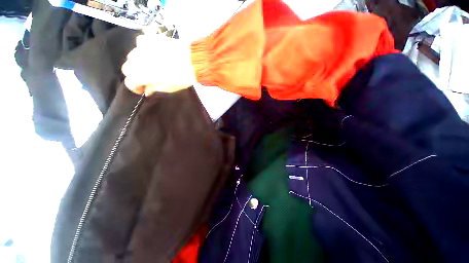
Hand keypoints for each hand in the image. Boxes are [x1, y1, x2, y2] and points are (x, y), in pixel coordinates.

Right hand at [122, 34, 195, 95]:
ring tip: (151, 66)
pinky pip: (140, 43)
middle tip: (146, 79)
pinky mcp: (150, 38)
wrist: (193, 61)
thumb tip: (147, 90)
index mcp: (142, 74)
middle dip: (135, 75)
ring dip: (138, 62)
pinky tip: (152, 53)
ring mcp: (142, 47)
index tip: (143, 89)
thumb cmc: (182, 78)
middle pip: (127, 68)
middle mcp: (137, 60)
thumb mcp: (168, 88)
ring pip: (132, 55)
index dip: (135, 88)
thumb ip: (154, 88)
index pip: (129, 82)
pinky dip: (143, 49)